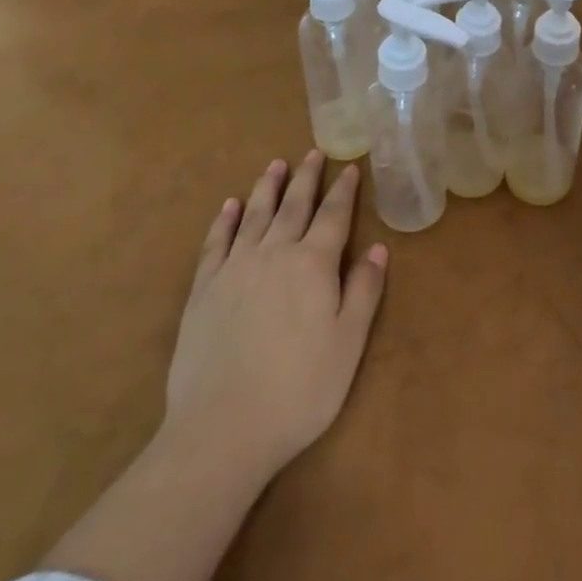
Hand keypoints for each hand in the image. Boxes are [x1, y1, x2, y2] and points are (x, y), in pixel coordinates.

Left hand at [160, 151, 386, 482]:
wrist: (222, 428)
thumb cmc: (299, 390)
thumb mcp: (348, 344)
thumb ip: (363, 291)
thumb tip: (378, 248)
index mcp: (313, 264)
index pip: (333, 216)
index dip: (343, 191)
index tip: (349, 167)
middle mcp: (274, 254)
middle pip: (294, 206)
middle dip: (306, 178)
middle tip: (312, 152)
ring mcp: (235, 268)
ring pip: (255, 215)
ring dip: (267, 187)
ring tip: (275, 164)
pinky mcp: (203, 289)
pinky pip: (216, 242)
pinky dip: (225, 220)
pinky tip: (230, 205)